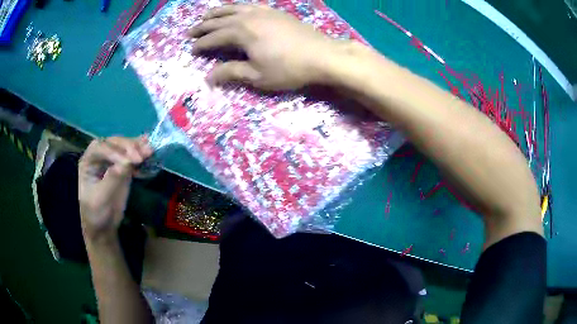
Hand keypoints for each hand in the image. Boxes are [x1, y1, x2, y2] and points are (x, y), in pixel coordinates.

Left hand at [78, 137, 152, 240]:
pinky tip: (149, 149)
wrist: (103, 226)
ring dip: (137, 147)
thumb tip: (128, 162)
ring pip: (124, 147)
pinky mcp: (123, 167)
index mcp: (89, 161)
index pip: (100, 148)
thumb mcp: (101, 198)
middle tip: (142, 156)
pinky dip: (140, 153)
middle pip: (114, 143)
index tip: (129, 161)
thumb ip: (113, 178)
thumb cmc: (96, 212)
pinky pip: (132, 156)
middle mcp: (99, 156)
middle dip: (128, 147)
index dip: (114, 151)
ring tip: (150, 150)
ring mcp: (112, 160)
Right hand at [188, 4, 345, 89]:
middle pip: (220, 20)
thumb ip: (230, 72)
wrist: (322, 55)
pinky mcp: (275, 11)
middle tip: (191, 32)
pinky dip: (238, 7)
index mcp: (241, 32)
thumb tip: (207, 78)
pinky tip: (236, 9)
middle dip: (203, 26)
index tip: (191, 50)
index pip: (214, 38)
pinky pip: (250, 5)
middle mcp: (248, 17)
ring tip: (206, 15)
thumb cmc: (288, 68)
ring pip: (234, 8)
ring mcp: (263, 11)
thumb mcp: (256, 75)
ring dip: (218, 12)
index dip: (201, 44)